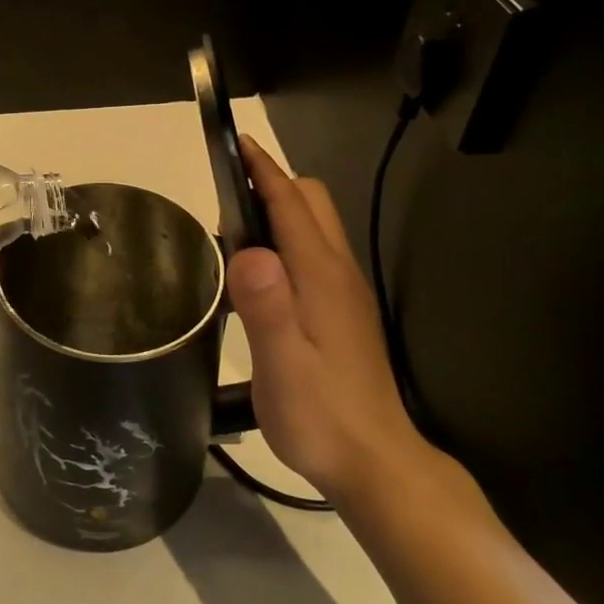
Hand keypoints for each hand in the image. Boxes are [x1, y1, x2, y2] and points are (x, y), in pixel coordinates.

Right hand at [228, 136, 429, 502]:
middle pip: (312, 202)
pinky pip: (314, 253)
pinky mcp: (344, 311)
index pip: (291, 203)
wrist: (376, 462)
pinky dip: (287, 239)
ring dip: (280, 210)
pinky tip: (261, 274)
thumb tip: (246, 250)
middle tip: (227, 195)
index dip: (263, 169)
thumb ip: (266, 306)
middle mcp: (338, 272)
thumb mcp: (282, 365)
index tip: (236, 141)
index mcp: (320, 276)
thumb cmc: (321, 415)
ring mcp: (345, 292)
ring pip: (316, 226)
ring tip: (234, 230)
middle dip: (274, 182)